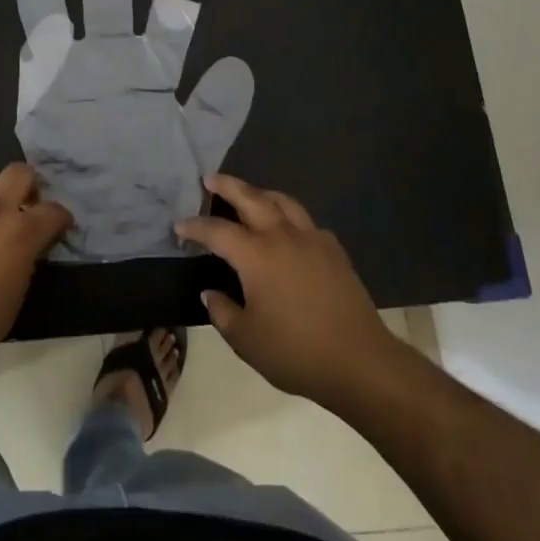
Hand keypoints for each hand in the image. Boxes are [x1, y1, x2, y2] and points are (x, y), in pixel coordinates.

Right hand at [176, 174, 406, 408]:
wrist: (360, 361)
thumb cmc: (296, 352)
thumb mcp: (246, 340)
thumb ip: (222, 312)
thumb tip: (211, 293)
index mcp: (256, 255)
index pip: (217, 231)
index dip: (195, 227)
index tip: (179, 227)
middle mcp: (283, 237)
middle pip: (251, 198)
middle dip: (228, 186)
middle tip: (210, 179)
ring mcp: (312, 240)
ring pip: (283, 201)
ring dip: (261, 193)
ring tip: (249, 194)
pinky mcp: (334, 251)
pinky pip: (306, 222)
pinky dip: (290, 216)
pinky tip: (288, 231)